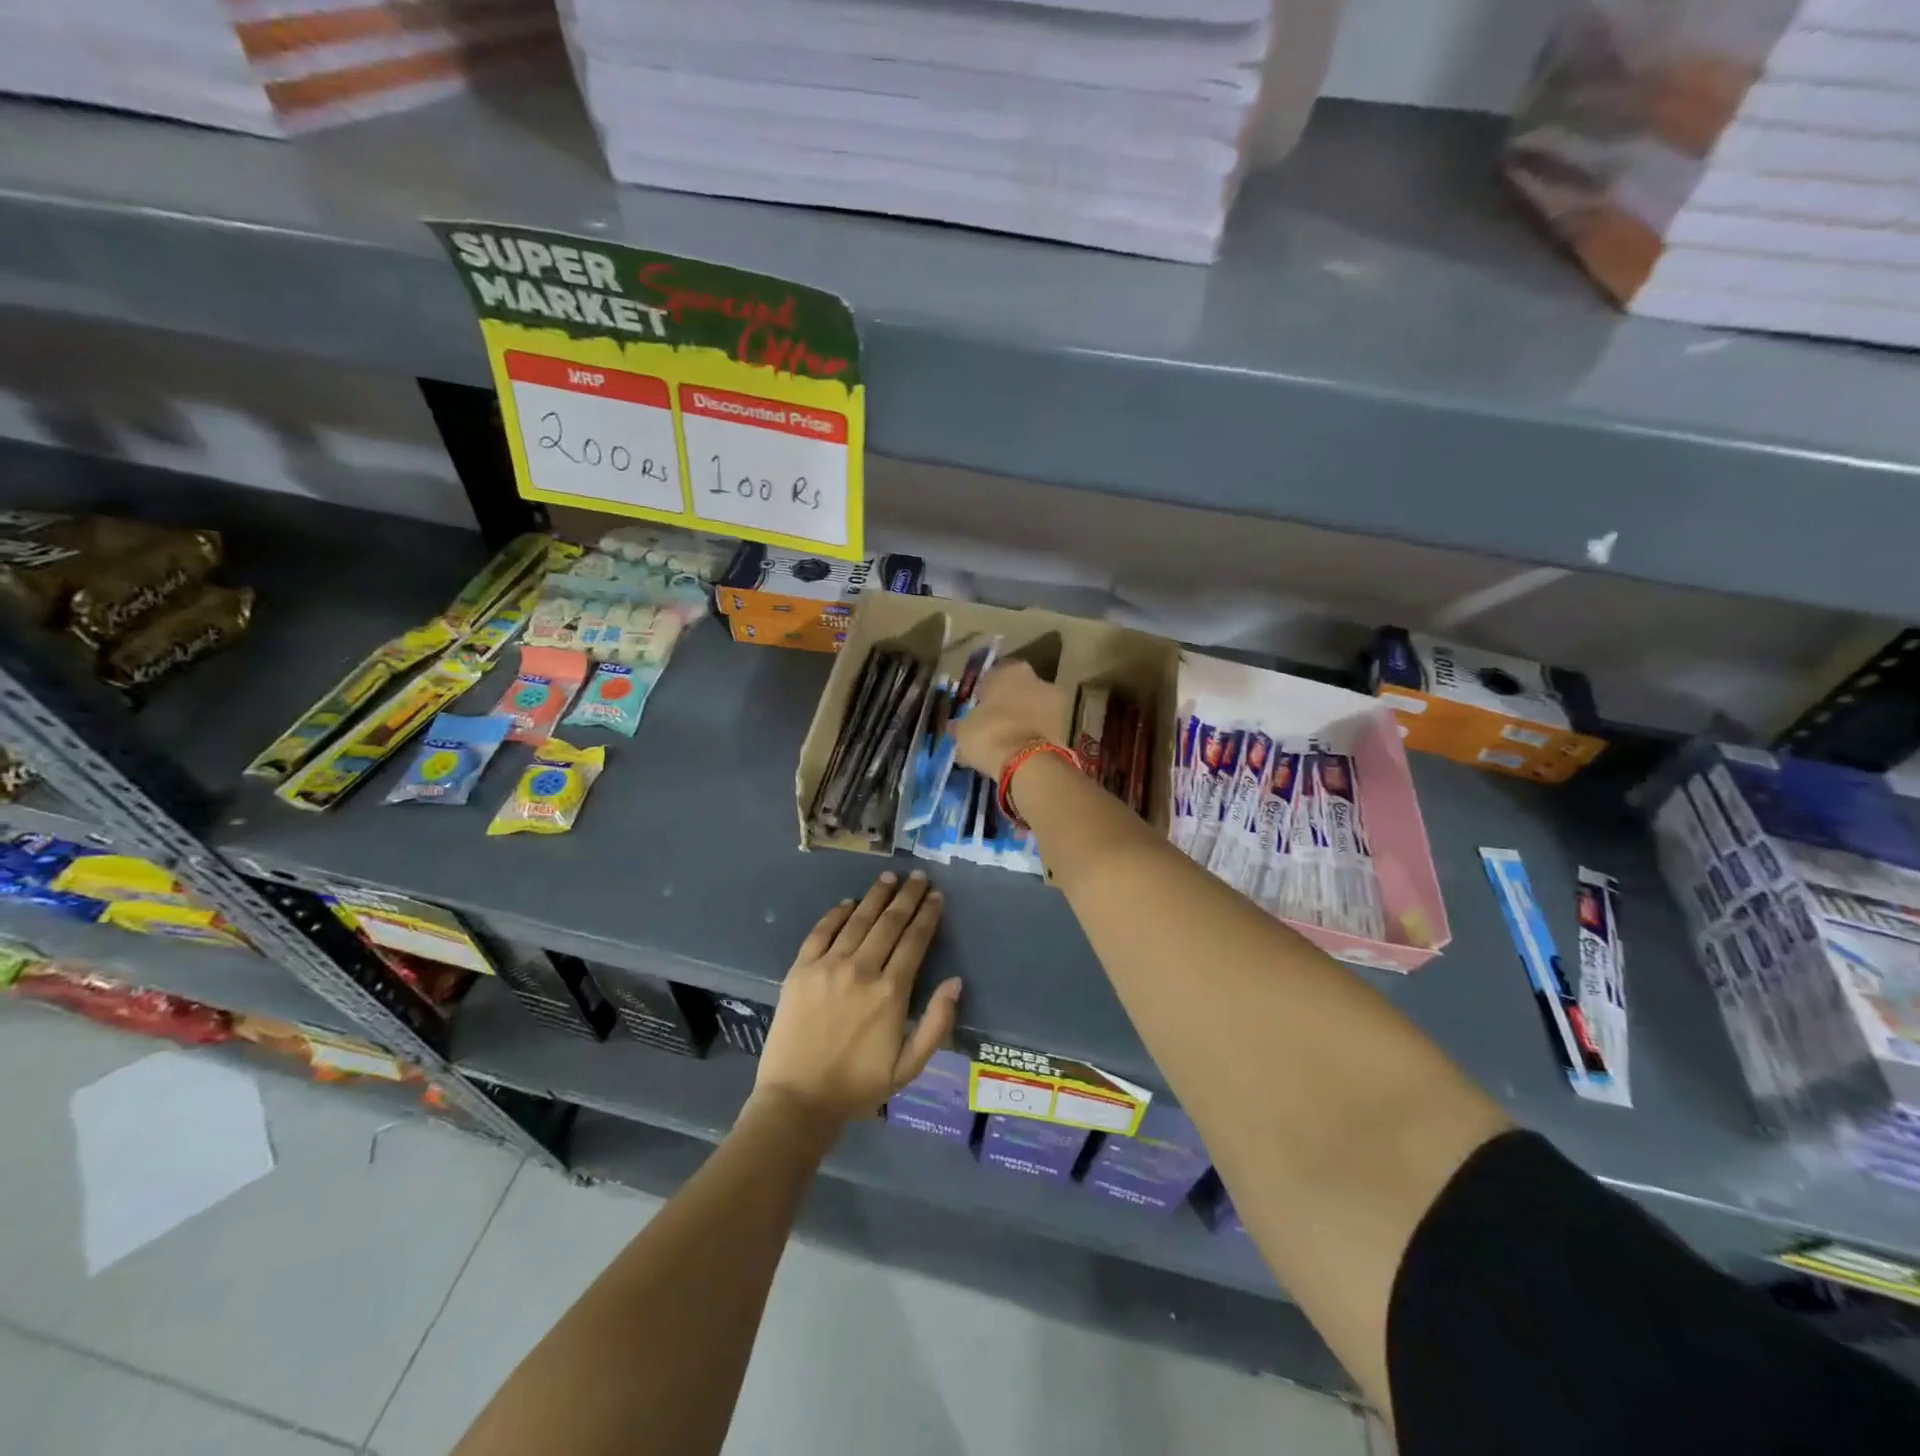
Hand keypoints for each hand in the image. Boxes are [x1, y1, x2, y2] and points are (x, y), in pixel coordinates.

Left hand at [754, 870, 962, 1126]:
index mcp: (891, 992)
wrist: (797, 1100)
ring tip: (889, 877)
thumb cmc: (858, 1086)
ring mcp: (828, 966)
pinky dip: (837, 913)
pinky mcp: (801, 969)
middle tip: (918, 877)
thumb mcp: (909, 1067)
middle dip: (907, 896)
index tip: (936, 896)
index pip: (915, 941)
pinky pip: (822, 931)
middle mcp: (861, 970)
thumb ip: (937, 1023)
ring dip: (876, 896)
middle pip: (889, 922)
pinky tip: (849, 902)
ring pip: (858, 920)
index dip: (927, 915)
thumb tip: (955, 982)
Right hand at [952, 661, 1067, 778]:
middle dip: (1006, 706)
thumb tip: (953, 727)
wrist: (1027, 762)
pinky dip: (1033, 736)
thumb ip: (960, 725)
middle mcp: (1036, 678)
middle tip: (992, 725)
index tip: (977, 710)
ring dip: (1021, 721)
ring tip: (1006, 742)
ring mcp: (1055, 702)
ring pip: (1032, 709)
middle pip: (1017, 691)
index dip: (983, 694)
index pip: (992, 676)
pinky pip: (1042, 728)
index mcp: (1009, 670)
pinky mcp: (1066, 726)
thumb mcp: (964, 730)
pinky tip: (1019, 752)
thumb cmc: (989, 733)